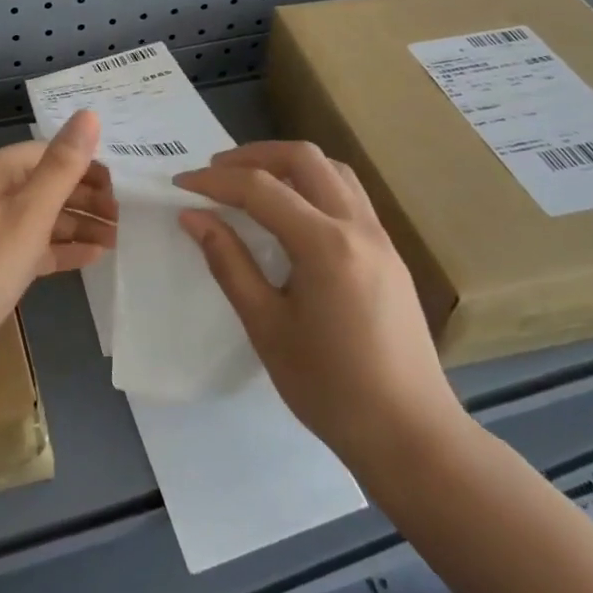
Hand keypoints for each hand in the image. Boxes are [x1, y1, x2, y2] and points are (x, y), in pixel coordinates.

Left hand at [0, 111, 114, 400]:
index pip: (46, 153)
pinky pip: (29, 246)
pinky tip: (91, 257)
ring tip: (118, 238)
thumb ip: (62, 167)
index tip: (122, 187)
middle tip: (125, 218)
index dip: (85, 165)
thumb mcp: (28, 216)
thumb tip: (90, 114)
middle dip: (85, 197)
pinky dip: (59, 249)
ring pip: (40, 217)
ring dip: (77, 224)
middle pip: (44, 184)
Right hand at [174, 141, 461, 467]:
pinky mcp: (389, 252)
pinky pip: (348, 194)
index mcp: (326, 244)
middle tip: (216, 172)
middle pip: (303, 158)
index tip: (180, 184)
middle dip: (254, 155)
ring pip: (332, 169)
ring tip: (252, 183)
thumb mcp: (267, 327)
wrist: (411, 436)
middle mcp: (357, 226)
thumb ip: (229, 262)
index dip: (215, 181)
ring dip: (288, 164)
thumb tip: (193, 216)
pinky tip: (292, 212)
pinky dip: (313, 184)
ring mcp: (380, 236)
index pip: (261, 188)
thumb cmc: (330, 388)